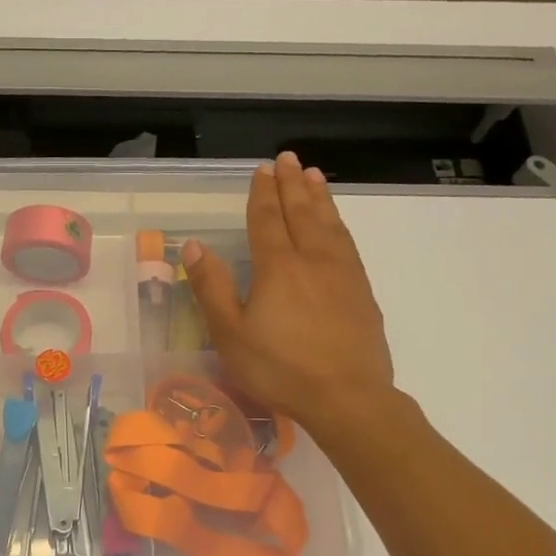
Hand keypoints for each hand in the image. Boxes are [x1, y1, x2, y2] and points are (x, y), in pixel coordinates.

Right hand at [183, 152, 395, 433]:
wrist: (346, 396)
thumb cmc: (279, 369)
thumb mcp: (230, 334)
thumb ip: (212, 287)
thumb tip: (194, 246)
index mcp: (277, 267)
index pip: (267, 220)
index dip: (262, 193)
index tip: (263, 169)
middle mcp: (312, 259)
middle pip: (301, 212)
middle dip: (292, 184)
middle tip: (288, 159)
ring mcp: (342, 274)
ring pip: (329, 224)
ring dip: (319, 197)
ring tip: (314, 176)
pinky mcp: (361, 292)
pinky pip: (347, 243)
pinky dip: (339, 224)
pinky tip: (337, 225)